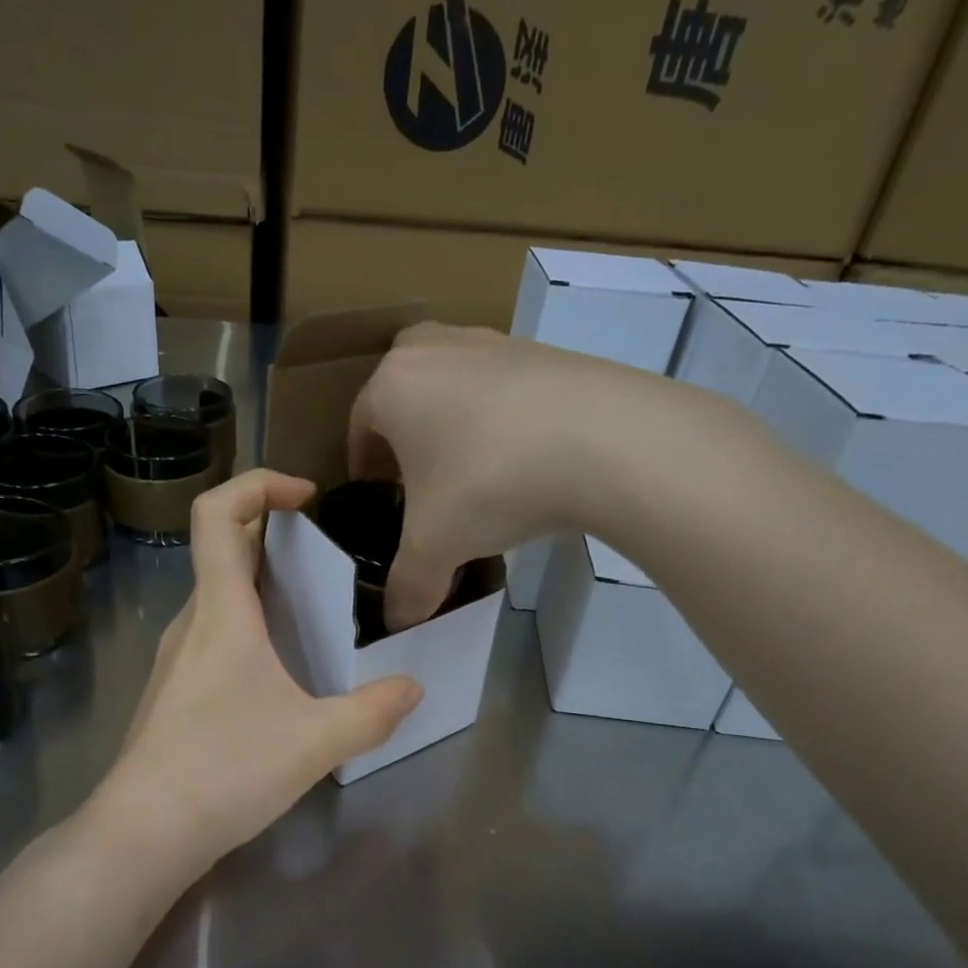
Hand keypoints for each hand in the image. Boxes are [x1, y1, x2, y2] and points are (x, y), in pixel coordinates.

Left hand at [95, 469, 422, 872]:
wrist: (143, 833)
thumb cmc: (226, 771)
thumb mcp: (315, 742)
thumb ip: (371, 712)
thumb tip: (412, 688)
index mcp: (221, 613)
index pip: (217, 514)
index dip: (257, 484)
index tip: (305, 496)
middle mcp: (191, 622)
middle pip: (222, 549)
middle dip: (274, 536)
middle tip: (327, 560)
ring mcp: (175, 658)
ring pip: (218, 596)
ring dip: (263, 586)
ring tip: (316, 615)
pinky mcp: (173, 691)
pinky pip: (213, 634)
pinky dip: (249, 626)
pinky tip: (282, 673)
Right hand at [348, 322, 655, 629]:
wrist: (606, 440)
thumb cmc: (490, 483)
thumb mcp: (436, 548)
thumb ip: (407, 587)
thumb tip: (397, 624)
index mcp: (393, 385)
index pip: (360, 425)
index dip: (366, 466)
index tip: (379, 497)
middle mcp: (436, 349)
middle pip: (405, 390)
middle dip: (405, 433)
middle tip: (419, 478)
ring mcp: (495, 343)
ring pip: (456, 383)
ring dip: (454, 423)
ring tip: (475, 472)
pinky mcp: (547, 352)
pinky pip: (506, 387)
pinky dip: (504, 418)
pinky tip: (525, 459)